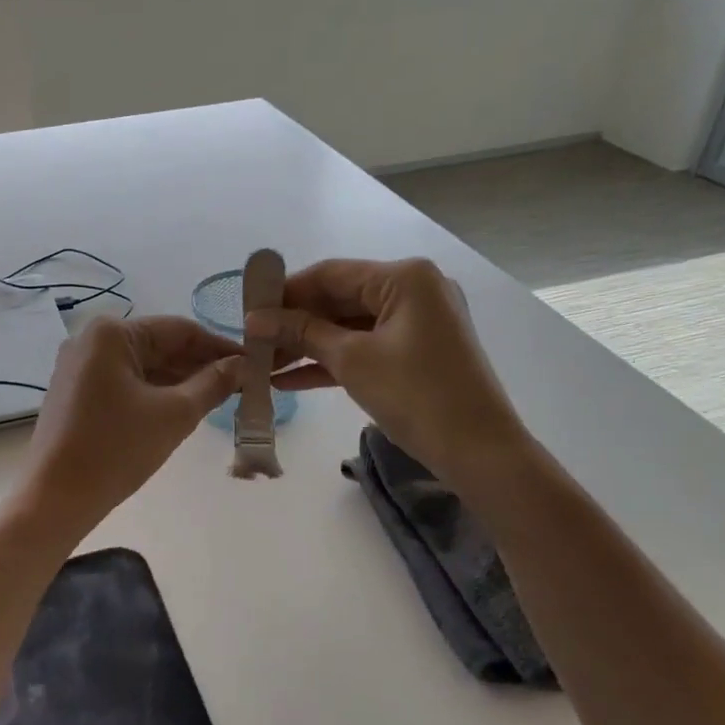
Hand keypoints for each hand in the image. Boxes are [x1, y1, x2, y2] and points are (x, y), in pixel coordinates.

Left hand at [19, 315, 241, 535]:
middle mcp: (91, 340)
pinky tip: (183, 408)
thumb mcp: (174, 414)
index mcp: (112, 333)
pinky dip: (154, 393)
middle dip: (201, 365)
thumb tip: (244, 365)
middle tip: (243, 385)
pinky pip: (125, 383)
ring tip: (220, 398)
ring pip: (143, 367)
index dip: (220, 347)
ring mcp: (79, 367)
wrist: (55, 497)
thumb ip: (213, 383)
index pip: (180, 330)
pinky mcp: (76, 393)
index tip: (255, 363)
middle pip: (160, 346)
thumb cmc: (116, 449)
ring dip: (180, 381)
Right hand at [251, 258, 524, 481]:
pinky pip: (364, 348)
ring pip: (348, 327)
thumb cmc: (415, 394)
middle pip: (339, 299)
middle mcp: (413, 290)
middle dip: (294, 324)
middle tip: (252, 343)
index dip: (286, 292)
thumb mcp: (352, 360)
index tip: (247, 311)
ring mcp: (417, 323)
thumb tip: (255, 319)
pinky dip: (331, 362)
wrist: (477, 450)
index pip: (331, 274)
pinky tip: (289, 380)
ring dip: (307, 346)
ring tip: (262, 365)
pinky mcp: (415, 353)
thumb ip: (302, 333)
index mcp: (404, 278)